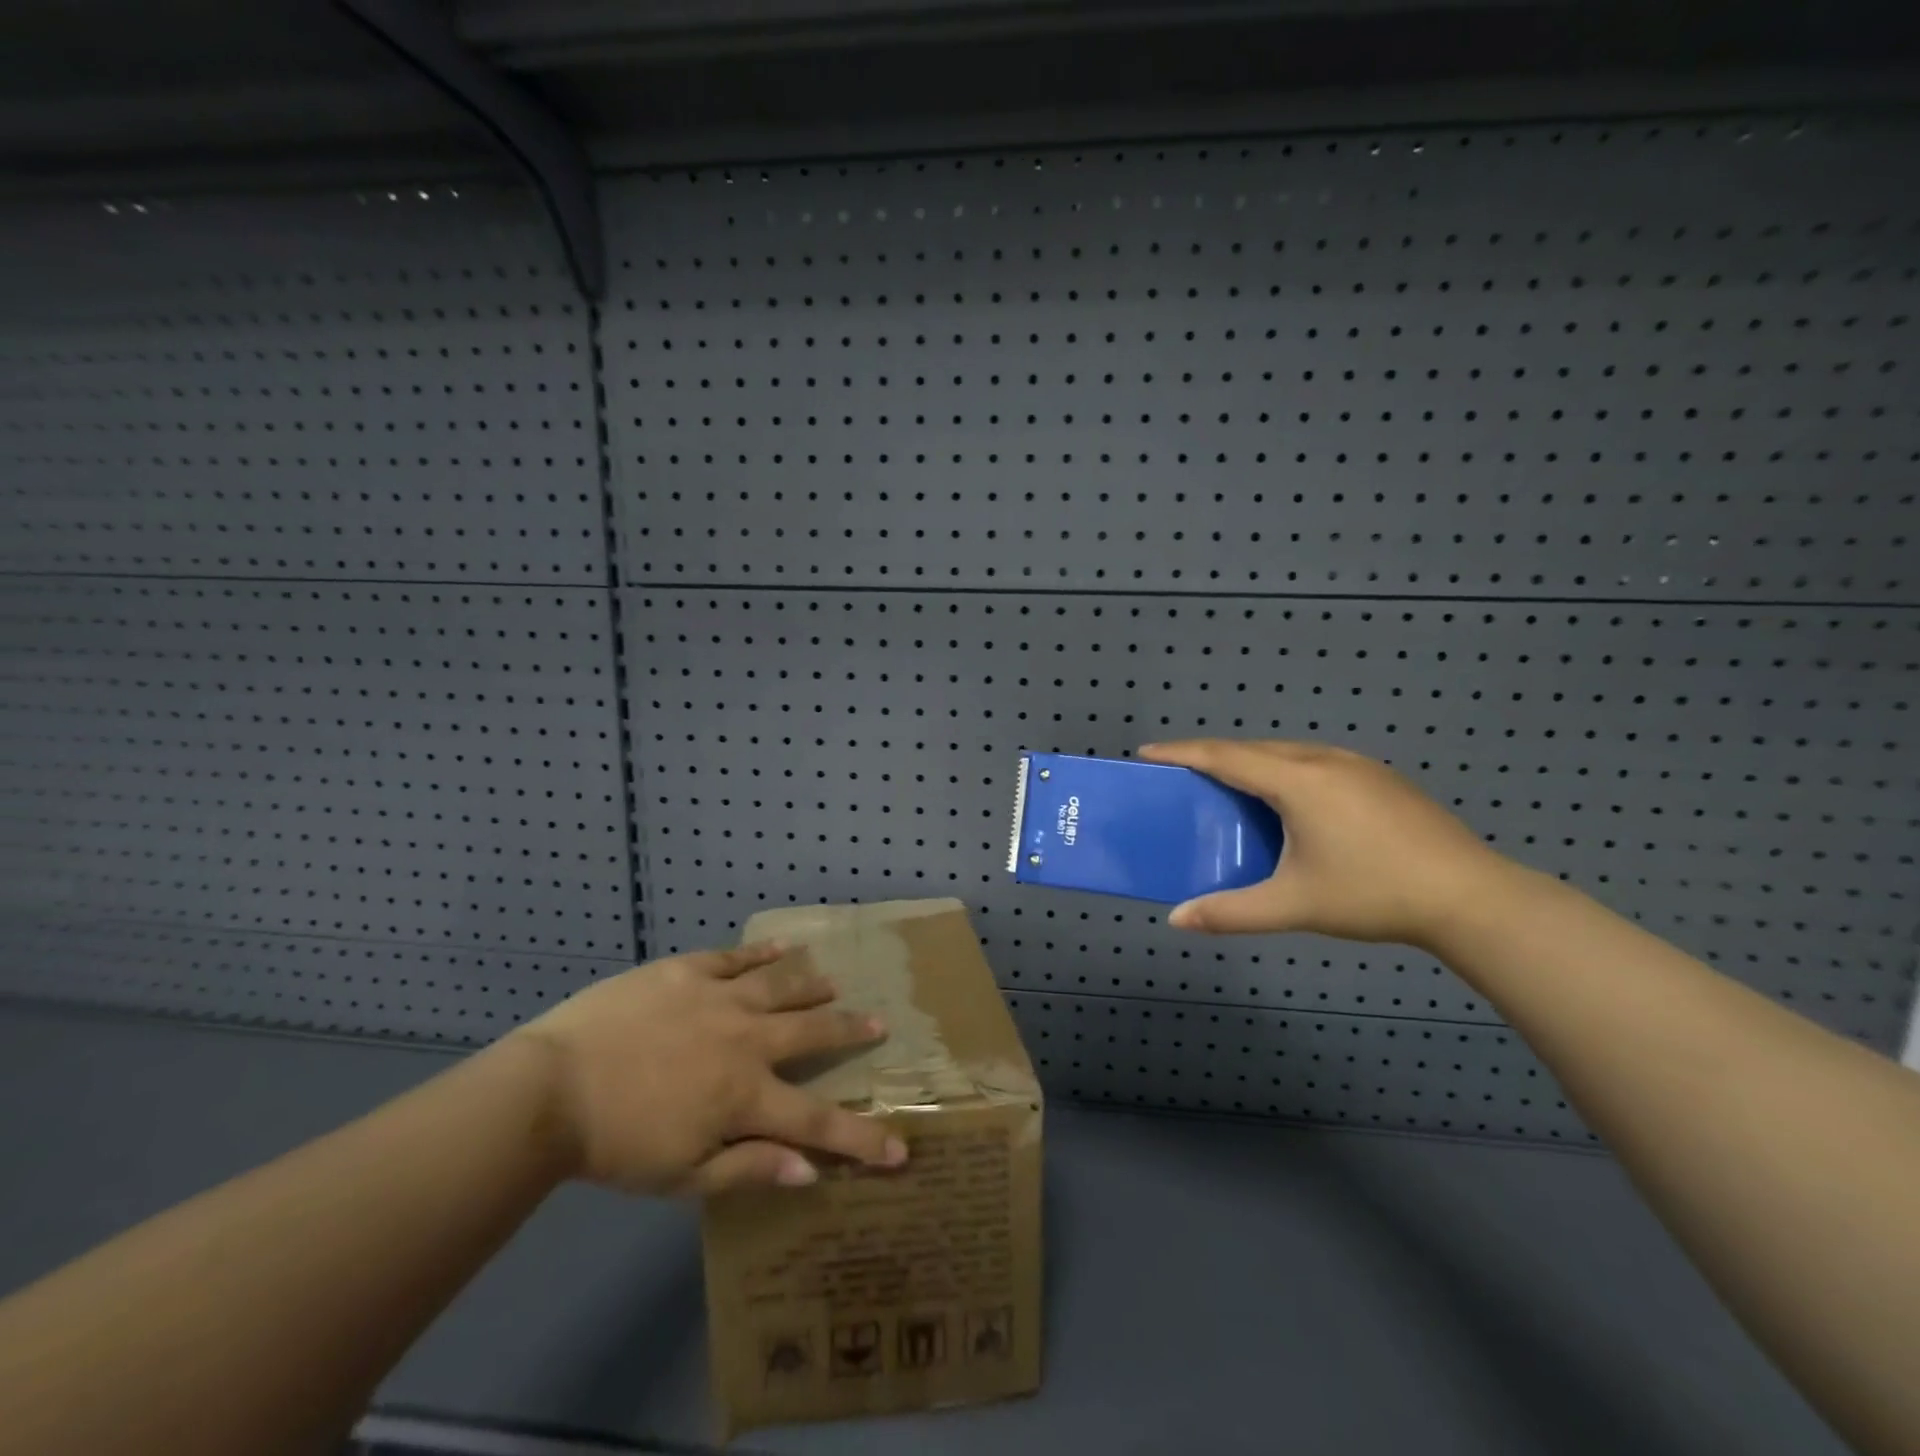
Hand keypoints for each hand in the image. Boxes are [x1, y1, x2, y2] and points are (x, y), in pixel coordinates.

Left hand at [508, 944, 905, 1196]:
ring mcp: (719, 997)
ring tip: (834, 983)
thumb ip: (748, 1170)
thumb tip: (810, 1172)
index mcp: (746, 1095)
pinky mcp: (688, 971)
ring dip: (813, 986)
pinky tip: (782, 946)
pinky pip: (736, 957)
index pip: (818, 1121)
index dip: (863, 1138)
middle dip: (850, 1031)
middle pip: (813, 1033)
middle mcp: (747, 1039)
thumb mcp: (681, 1178)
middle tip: (879, 1024)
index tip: (900, 1150)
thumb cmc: (615, 1146)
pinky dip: (763, 953)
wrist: (551, 1088)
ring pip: (781, 986)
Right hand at [1138, 739, 1517, 947]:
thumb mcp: (1294, 905)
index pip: (1224, 756)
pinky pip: (1313, 762)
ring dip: (1250, 763)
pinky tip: (1288, 802)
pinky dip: (1282, 771)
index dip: (1182, 752)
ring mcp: (1357, 765)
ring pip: (1287, 753)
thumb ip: (1231, 912)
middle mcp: (1323, 760)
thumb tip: (1177, 921)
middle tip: (1183, 776)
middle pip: (1253, 748)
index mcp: (1297, 780)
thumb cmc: (1373, 894)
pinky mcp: (1379, 778)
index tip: (1148, 752)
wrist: (1471, 897)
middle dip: (1212, 757)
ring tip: (1229, 787)